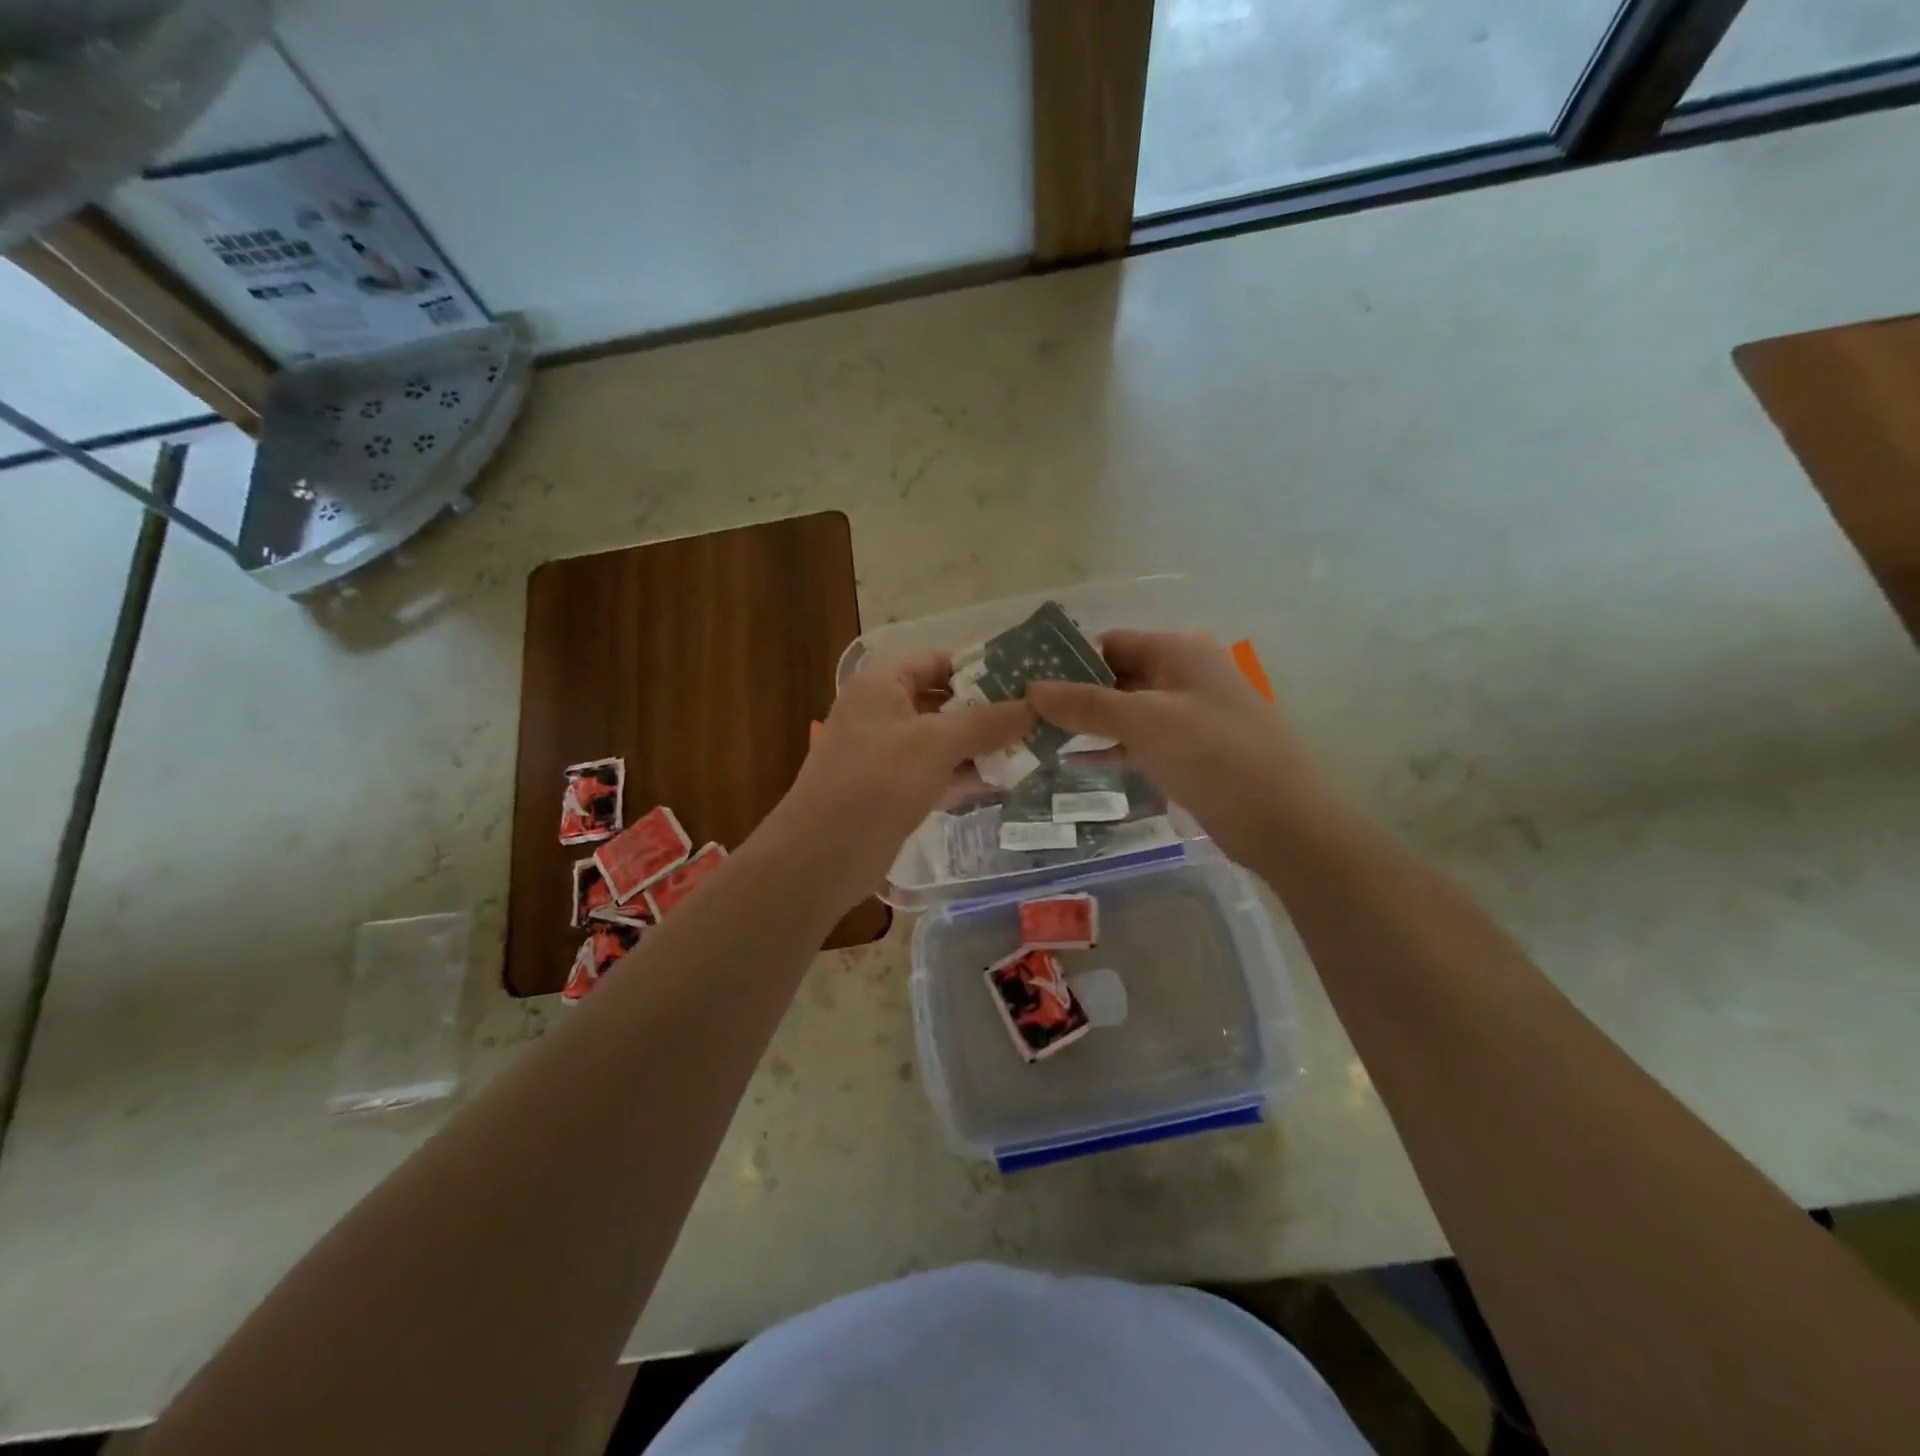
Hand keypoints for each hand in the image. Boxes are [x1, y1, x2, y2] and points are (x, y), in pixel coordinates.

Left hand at [766, 651, 1033, 910]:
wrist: (823, 855)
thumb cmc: (877, 782)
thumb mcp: (936, 743)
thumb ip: (986, 722)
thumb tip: (1034, 707)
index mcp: (882, 686)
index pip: (937, 662)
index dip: (980, 668)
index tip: (1024, 682)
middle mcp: (882, 713)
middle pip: (943, 702)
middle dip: (987, 713)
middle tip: (1038, 719)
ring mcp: (886, 755)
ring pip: (942, 742)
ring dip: (981, 747)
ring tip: (1033, 750)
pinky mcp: (893, 791)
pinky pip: (936, 774)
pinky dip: (965, 776)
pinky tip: (1005, 782)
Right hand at [1027, 631, 1331, 866]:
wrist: (1284, 822)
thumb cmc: (1214, 755)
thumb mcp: (1144, 722)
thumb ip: (1086, 704)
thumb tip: (1031, 689)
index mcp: (1179, 652)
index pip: (1110, 642)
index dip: (1068, 658)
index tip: (1024, 679)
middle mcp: (1182, 676)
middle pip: (1115, 676)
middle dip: (1072, 693)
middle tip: (1021, 712)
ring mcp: (1187, 717)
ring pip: (1124, 712)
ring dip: (1086, 723)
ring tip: (1035, 737)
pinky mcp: (1188, 754)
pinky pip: (1138, 743)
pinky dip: (1108, 749)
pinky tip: (1071, 762)